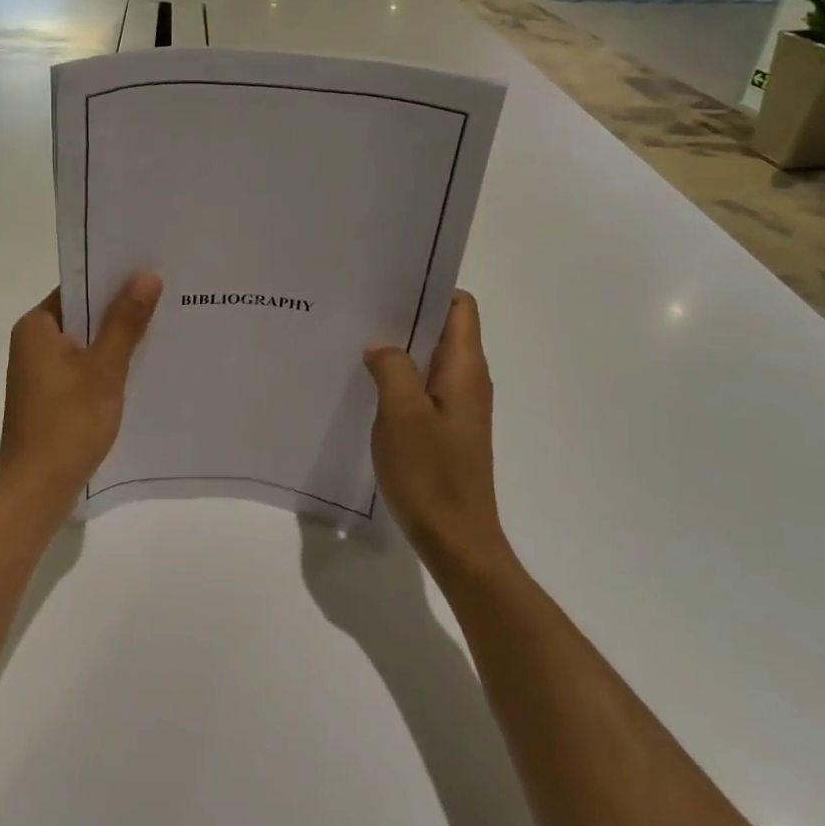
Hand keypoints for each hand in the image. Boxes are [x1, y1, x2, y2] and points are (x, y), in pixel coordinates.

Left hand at [0, 272, 162, 514]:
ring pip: (84, 341)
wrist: (36, 490)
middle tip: (166, 294)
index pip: (78, 285)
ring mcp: (39, 371)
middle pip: (82, 312)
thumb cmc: (68, 422)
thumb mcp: (104, 368)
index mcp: (37, 326)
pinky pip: (81, 366)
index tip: (150, 269)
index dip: (112, 276)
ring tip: (162, 324)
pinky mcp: (49, 395)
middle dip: (120, 307)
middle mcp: (33, 342)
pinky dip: (106, 363)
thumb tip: (147, 275)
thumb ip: (125, 321)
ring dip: (115, 337)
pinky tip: (139, 365)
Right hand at [364, 292, 510, 575]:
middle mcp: (467, 380)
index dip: (430, 289)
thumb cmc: (431, 475)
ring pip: (429, 359)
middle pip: (442, 329)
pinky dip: (399, 377)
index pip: (459, 307)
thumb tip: (381, 346)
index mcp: (465, 369)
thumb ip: (392, 368)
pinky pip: (422, 387)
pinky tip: (368, 384)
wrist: (456, 541)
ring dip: (399, 347)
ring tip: (357, 340)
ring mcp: (457, 407)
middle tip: (361, 308)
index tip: (390, 284)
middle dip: (406, 315)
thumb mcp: (402, 414)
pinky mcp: (445, 429)